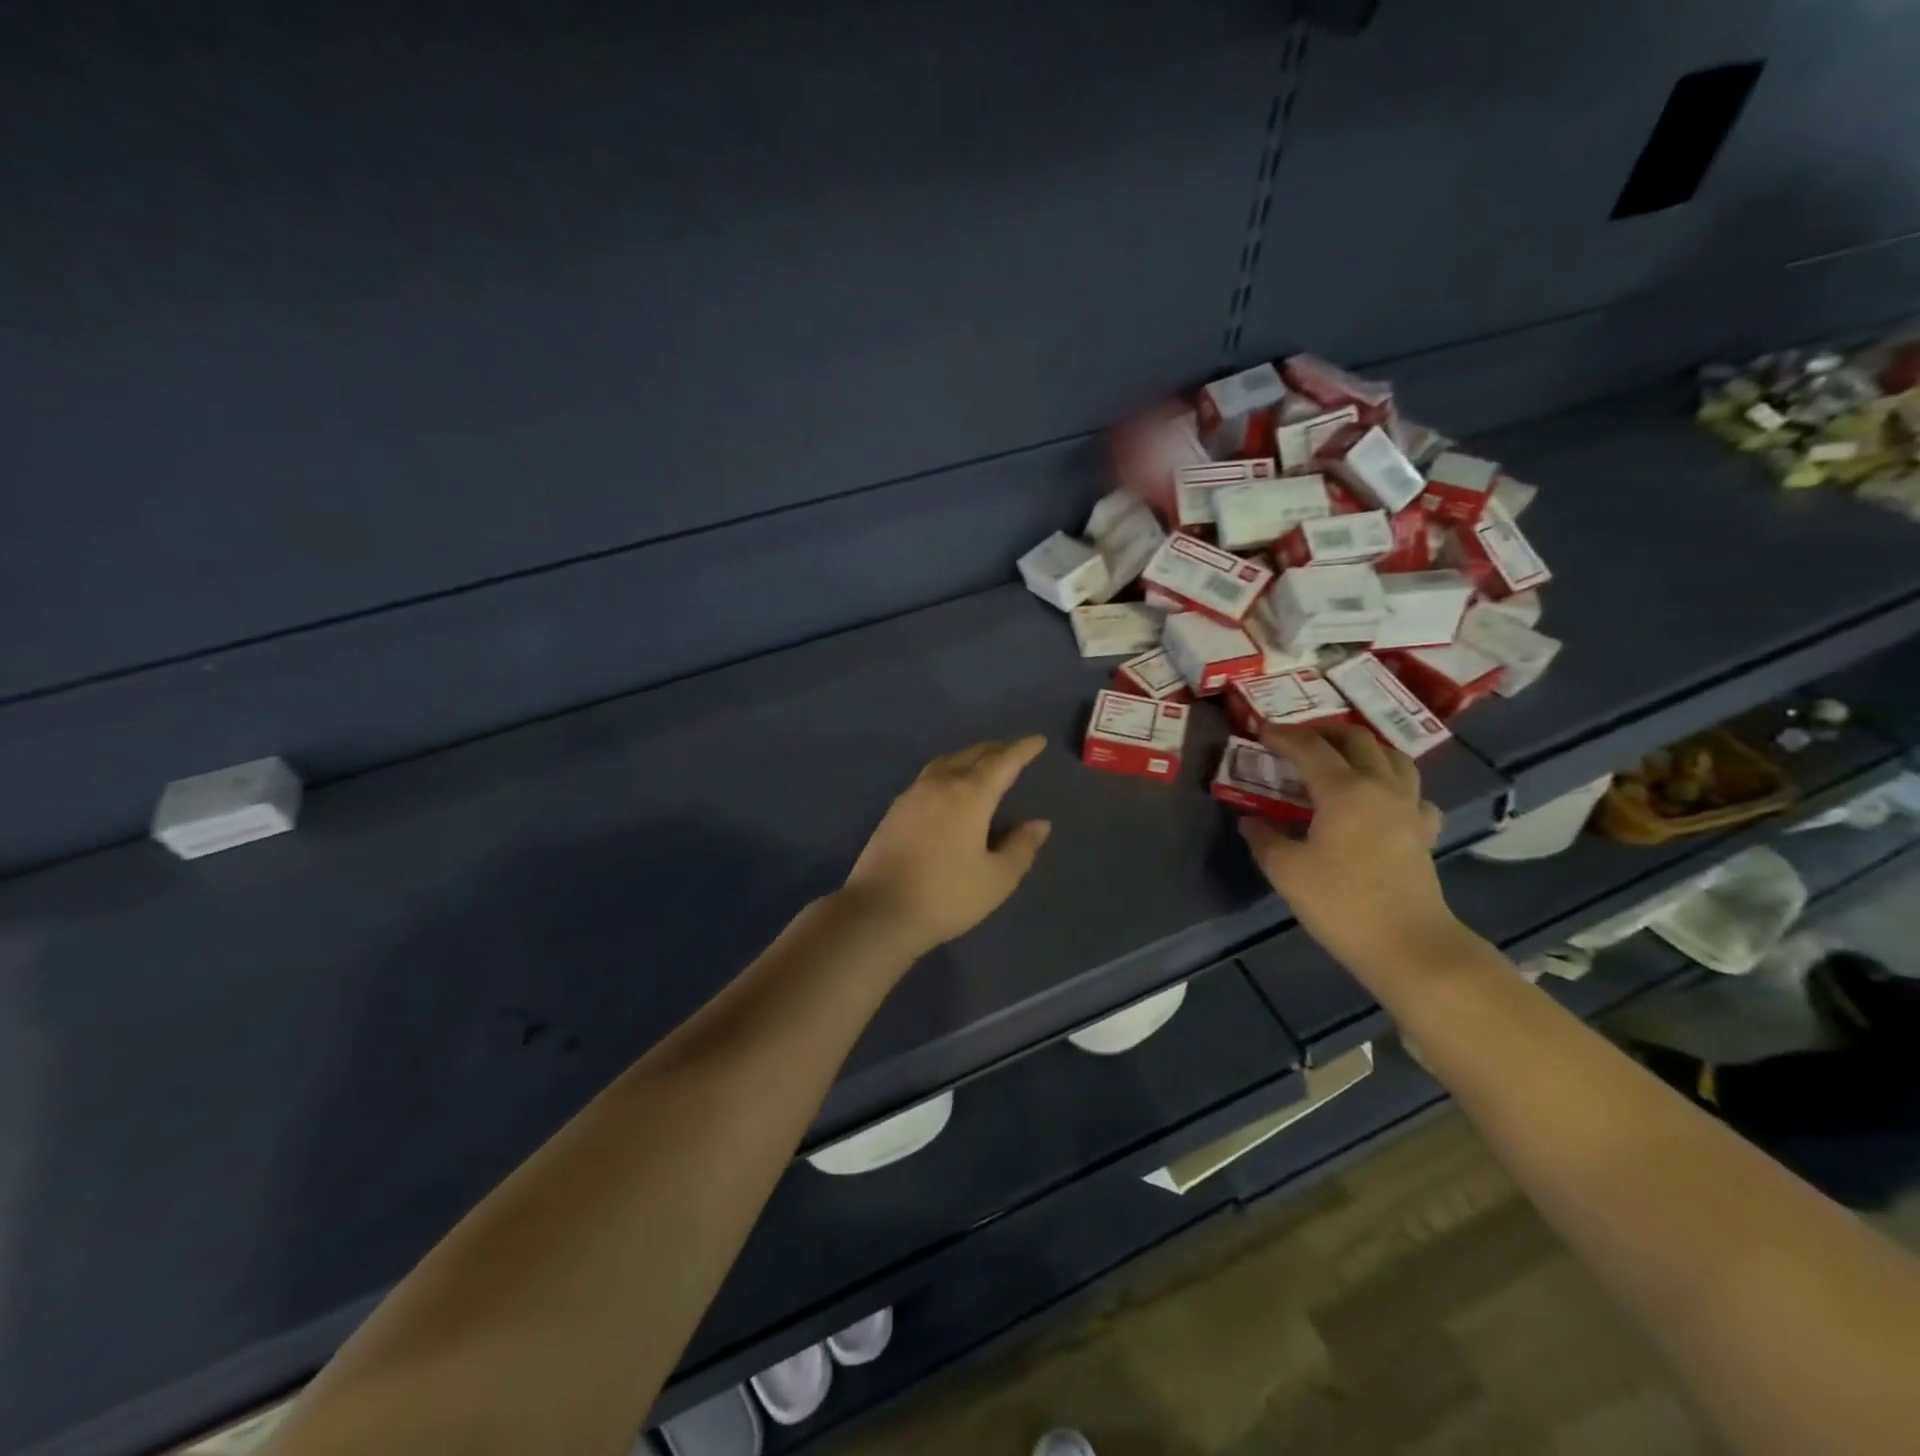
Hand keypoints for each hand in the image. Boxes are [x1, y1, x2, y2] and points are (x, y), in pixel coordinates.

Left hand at [842, 737, 1052, 958]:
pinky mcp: (894, 810)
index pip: (1003, 762)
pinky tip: (948, 786)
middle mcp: (940, 785)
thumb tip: (1039, 823)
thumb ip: (1021, 848)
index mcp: (970, 796)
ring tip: (982, 762)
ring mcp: (912, 795)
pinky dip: (948, 770)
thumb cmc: (946, 897)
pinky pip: (928, 776)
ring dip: (969, 756)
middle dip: (996, 749)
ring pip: (946, 762)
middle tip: (1013, 749)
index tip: (1038, 740)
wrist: (878, 911)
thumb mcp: (996, 879)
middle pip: (972, 755)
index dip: (1022, 749)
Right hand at [1238, 724, 1462, 974]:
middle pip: (1357, 740)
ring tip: (1340, 758)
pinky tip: (1380, 800)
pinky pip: (1412, 792)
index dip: (1283, 736)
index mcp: (1344, 790)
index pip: (1310, 748)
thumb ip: (1264, 838)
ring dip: (1363, 748)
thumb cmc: (1341, 902)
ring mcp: (1409, 807)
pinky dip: (1393, 783)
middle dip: (1324, 732)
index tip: (1261, 730)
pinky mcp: (1424, 830)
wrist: (1407, 944)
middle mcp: (1380, 786)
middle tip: (1298, 740)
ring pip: (1393, 757)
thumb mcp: (1286, 870)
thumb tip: (1251, 821)